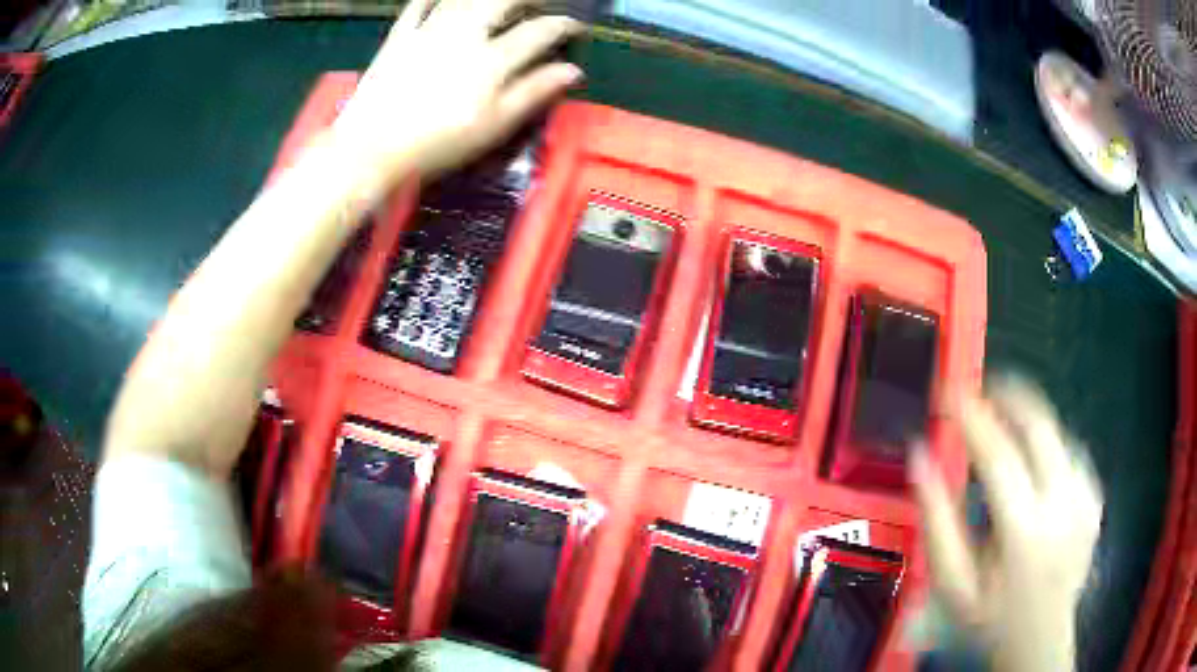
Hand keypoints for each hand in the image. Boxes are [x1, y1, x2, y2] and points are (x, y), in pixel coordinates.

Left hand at [331, 0, 583, 191]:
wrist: (372, 147)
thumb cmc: (438, 143)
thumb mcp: (494, 125)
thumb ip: (534, 93)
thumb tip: (572, 71)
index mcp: (493, 59)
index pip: (539, 31)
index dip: (563, 26)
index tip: (575, 27)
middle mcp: (465, 33)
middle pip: (504, 1)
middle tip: (538, 4)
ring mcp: (429, 31)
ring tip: (499, 0)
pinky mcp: (399, 37)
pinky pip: (418, 6)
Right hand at [912, 376, 1102, 671]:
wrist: (1039, 641)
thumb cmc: (989, 618)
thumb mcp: (951, 584)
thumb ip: (935, 520)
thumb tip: (920, 455)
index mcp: (1024, 532)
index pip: (998, 453)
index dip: (971, 415)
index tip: (948, 391)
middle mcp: (1063, 505)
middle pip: (1039, 425)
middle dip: (1008, 396)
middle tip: (980, 391)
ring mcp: (1085, 498)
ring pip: (1056, 432)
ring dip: (1026, 420)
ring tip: (1001, 430)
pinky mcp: (1094, 497)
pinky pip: (1070, 451)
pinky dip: (1047, 444)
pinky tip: (1032, 465)